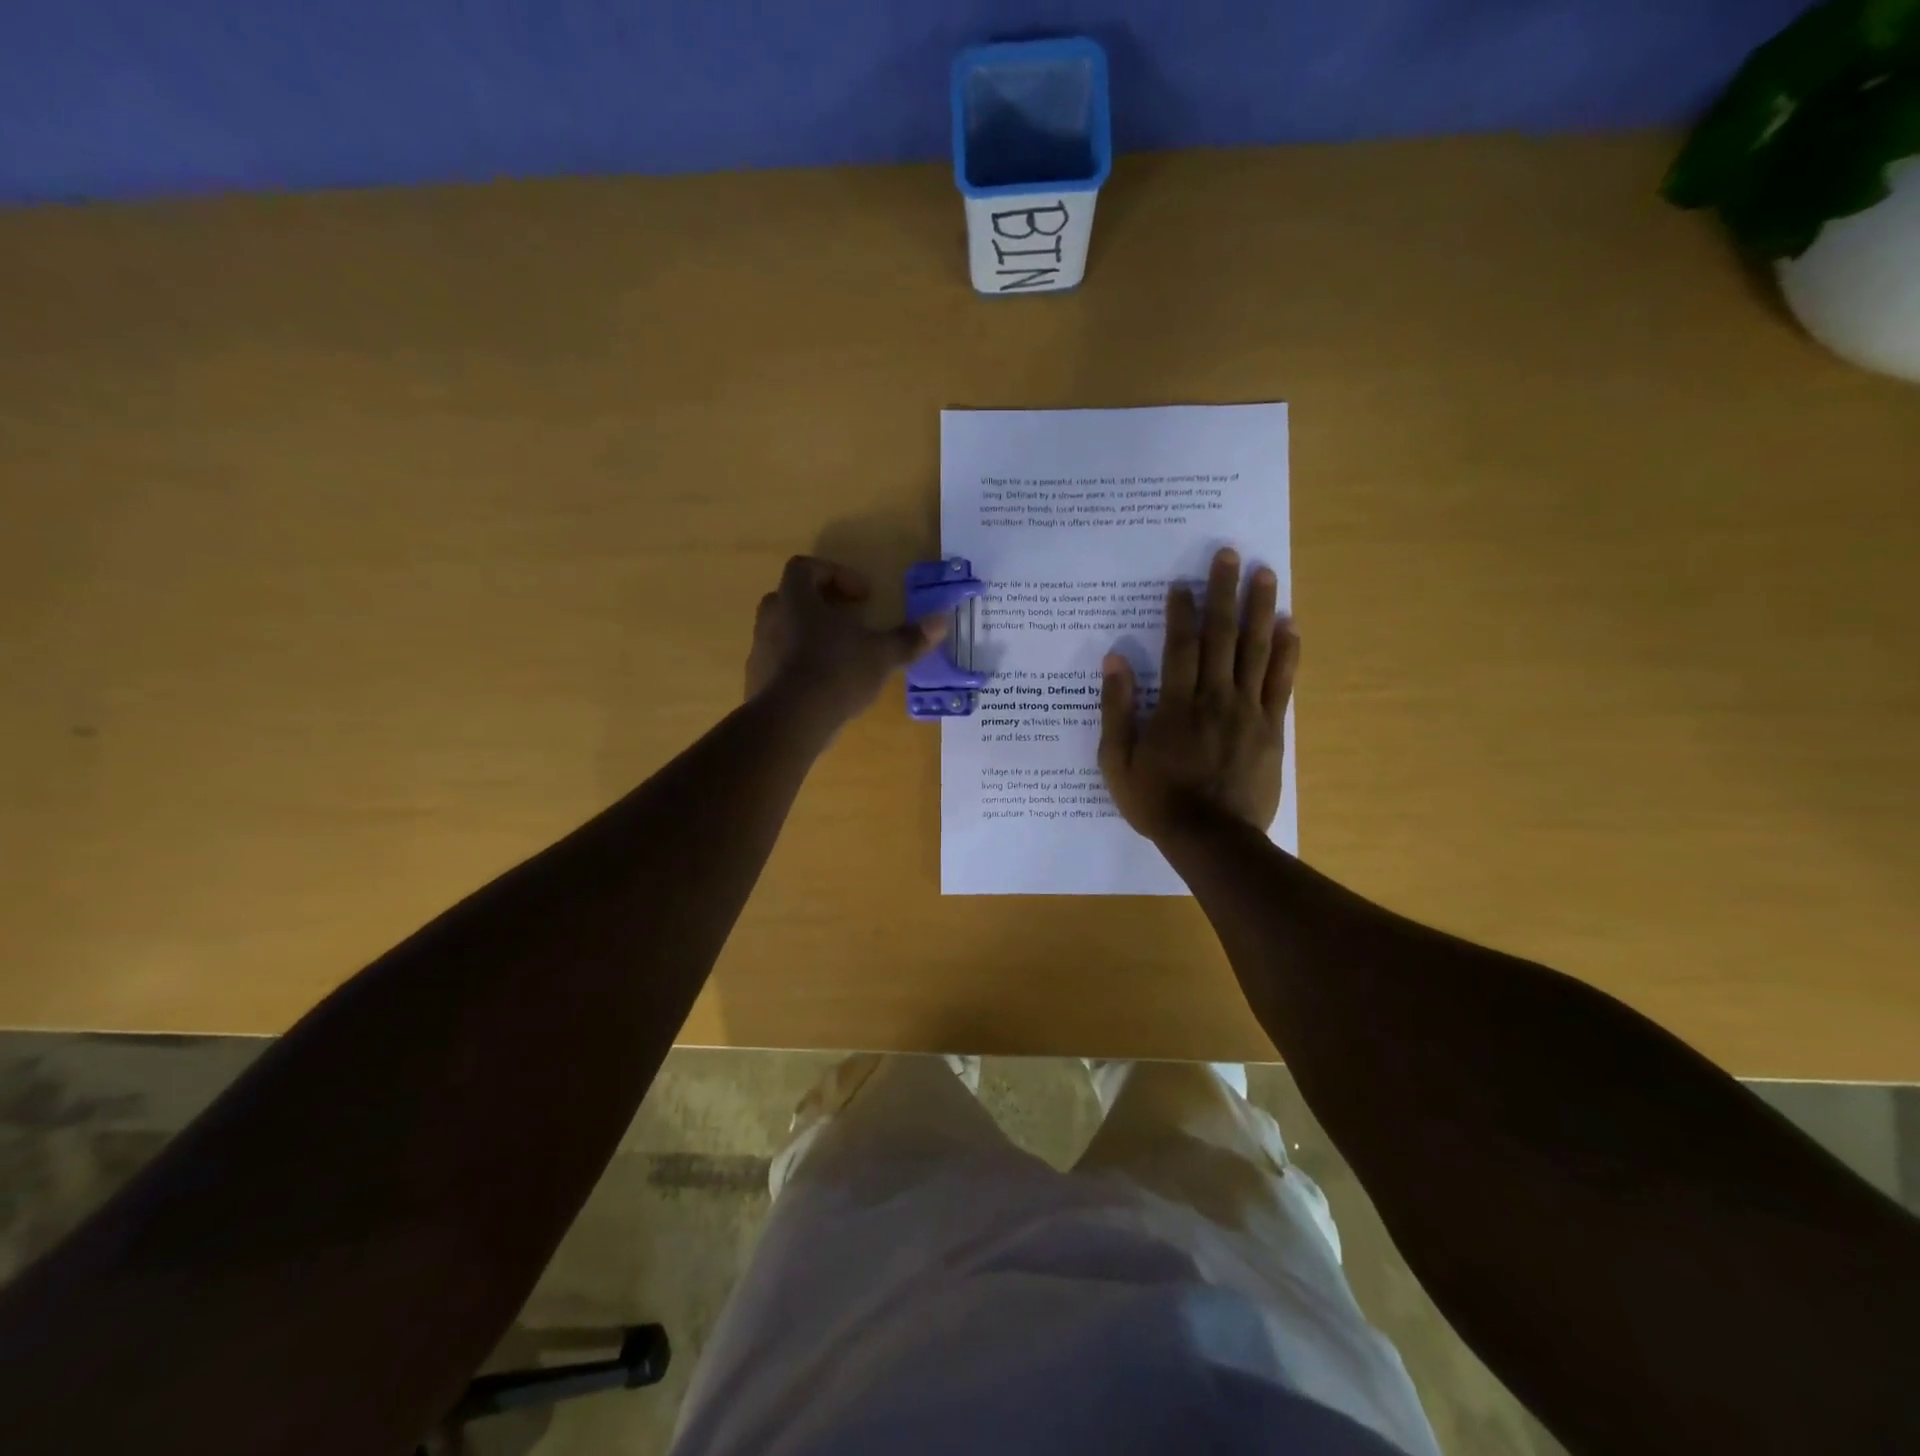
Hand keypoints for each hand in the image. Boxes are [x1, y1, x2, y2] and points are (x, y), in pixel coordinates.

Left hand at [746, 556, 943, 730]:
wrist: (791, 721)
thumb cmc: (837, 672)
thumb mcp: (881, 654)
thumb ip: (909, 637)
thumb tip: (942, 620)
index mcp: (796, 599)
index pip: (805, 567)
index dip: (835, 574)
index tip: (862, 597)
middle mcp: (771, 617)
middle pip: (792, 597)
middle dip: (821, 606)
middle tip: (849, 623)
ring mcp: (759, 650)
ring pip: (783, 631)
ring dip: (809, 636)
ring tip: (839, 657)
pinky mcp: (756, 681)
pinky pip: (778, 662)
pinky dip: (798, 666)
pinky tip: (822, 688)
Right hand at [1098, 547, 1297, 841]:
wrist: (1212, 838)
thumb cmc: (1157, 800)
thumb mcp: (1117, 760)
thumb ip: (1116, 708)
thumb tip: (1115, 660)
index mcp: (1176, 704)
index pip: (1180, 645)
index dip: (1181, 610)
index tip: (1182, 582)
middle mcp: (1215, 697)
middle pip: (1221, 635)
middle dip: (1224, 592)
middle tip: (1230, 555)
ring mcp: (1248, 711)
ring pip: (1256, 651)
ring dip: (1260, 609)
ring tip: (1265, 574)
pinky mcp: (1272, 729)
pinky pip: (1281, 684)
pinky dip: (1287, 654)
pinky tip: (1290, 626)